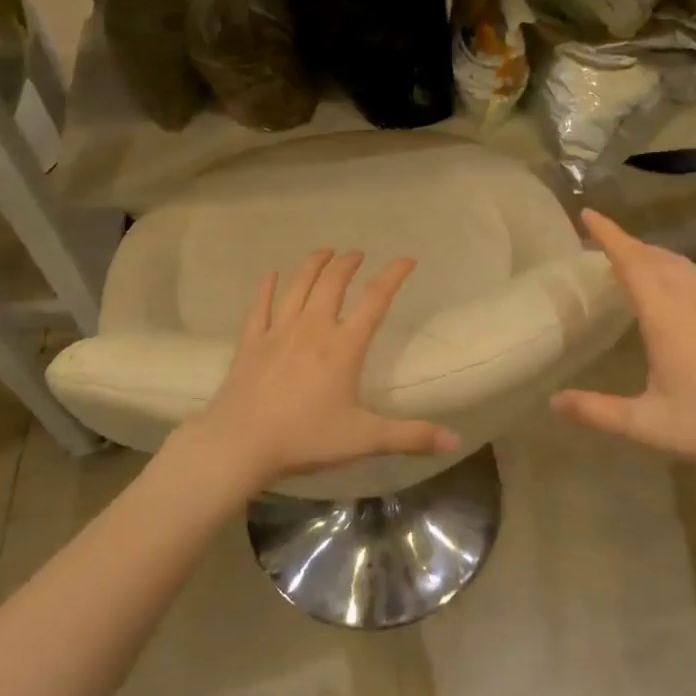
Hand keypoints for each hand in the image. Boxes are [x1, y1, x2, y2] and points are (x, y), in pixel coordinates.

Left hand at [182, 248, 460, 492]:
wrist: (241, 444)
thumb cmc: (306, 438)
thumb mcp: (364, 439)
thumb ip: (410, 436)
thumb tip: (455, 440)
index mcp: (344, 346)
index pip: (375, 301)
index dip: (393, 276)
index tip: (407, 259)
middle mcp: (313, 328)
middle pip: (333, 283)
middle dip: (348, 263)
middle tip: (357, 253)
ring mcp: (278, 331)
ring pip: (298, 286)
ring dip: (313, 264)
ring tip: (324, 251)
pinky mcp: (251, 342)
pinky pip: (260, 306)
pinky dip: (266, 287)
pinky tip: (271, 274)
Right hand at [552, 210, 695, 484]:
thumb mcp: (646, 425)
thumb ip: (596, 411)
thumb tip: (553, 402)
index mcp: (667, 317)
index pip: (632, 262)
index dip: (609, 236)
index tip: (588, 214)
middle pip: (656, 258)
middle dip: (627, 244)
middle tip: (602, 241)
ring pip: (683, 264)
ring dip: (654, 255)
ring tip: (634, 259)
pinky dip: (680, 269)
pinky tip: (681, 283)